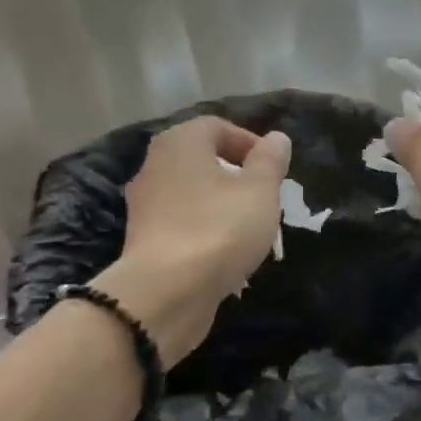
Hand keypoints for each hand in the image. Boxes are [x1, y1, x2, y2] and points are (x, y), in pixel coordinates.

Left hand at [92, 117, 289, 366]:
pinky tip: (225, 251)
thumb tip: (277, 138)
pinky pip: (181, 222)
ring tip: (250, 226)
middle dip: (236, 174)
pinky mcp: (143, 240)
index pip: (216, 127)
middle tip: (264, 195)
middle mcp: (155, 165)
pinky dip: (204, 228)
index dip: (249, 142)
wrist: (166, 293)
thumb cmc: (219, 228)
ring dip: (221, 203)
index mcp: (180, 143)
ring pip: (191, 192)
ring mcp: (144, 204)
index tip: (274, 169)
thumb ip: (270, 160)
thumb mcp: (260, 190)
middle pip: (202, 159)